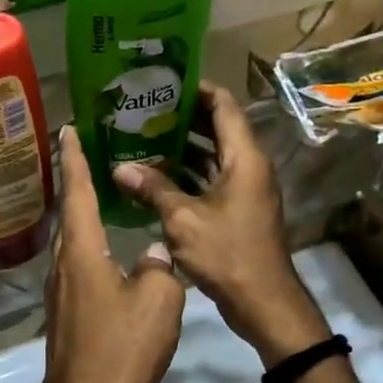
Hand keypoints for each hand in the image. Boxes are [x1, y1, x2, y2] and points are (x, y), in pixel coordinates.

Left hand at [40, 127, 185, 382]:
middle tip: (91, 155)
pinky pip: (78, 266)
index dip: (73, 159)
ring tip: (103, 197)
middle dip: (76, 182)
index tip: (66, 130)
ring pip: (72, 242)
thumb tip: (154, 253)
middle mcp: (64, 265)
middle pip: (69, 214)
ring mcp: (60, 292)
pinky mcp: (65, 314)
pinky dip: (90, 245)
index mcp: (82, 252)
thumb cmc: (121, 348)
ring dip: (83, 215)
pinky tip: (109, 253)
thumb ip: (159, 268)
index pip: (76, 193)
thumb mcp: (158, 302)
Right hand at [113, 83, 330, 365]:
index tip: (163, 82)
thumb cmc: (227, 252)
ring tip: (142, 138)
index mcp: (243, 156)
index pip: (223, 104)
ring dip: (182, 148)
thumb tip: (120, 168)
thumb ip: (152, 188)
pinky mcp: (239, 208)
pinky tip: (155, 177)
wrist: (263, 300)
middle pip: (217, 128)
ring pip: (213, 156)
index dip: (196, 89)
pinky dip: (188, 175)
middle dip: (182, 118)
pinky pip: (212, 179)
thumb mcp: (183, 219)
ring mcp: (245, 188)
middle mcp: (248, 165)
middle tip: (143, 110)